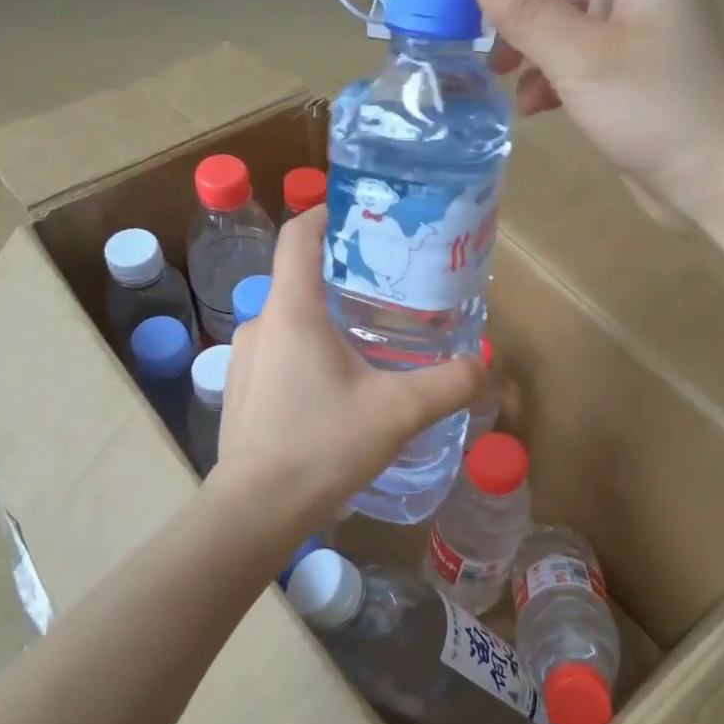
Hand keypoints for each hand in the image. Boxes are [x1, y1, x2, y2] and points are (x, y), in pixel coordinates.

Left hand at [212, 208, 483, 537]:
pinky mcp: (241, 389)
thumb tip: (482, 363)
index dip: (327, 214)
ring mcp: (244, 357)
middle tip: (387, 289)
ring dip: (326, 319)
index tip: (361, 215)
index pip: (299, 236)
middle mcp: (261, 323)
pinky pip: (278, 351)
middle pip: (299, 277)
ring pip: (290, 319)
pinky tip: (336, 387)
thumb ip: (447, 384)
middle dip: (342, 275)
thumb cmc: (323, 445)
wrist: (256, 510)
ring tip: (369, 340)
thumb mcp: (398, 412)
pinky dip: (307, 351)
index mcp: (293, 310)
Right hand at [474, 0, 723, 218]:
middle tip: (464, 22)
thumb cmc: (656, 111)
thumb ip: (529, 10)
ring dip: (526, 37)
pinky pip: (578, 57)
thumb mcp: (582, 58)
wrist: (716, 181)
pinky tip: (531, 107)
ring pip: (566, 16)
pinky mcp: (628, 76)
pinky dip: (549, 74)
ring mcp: (635, 34)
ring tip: (495, 72)